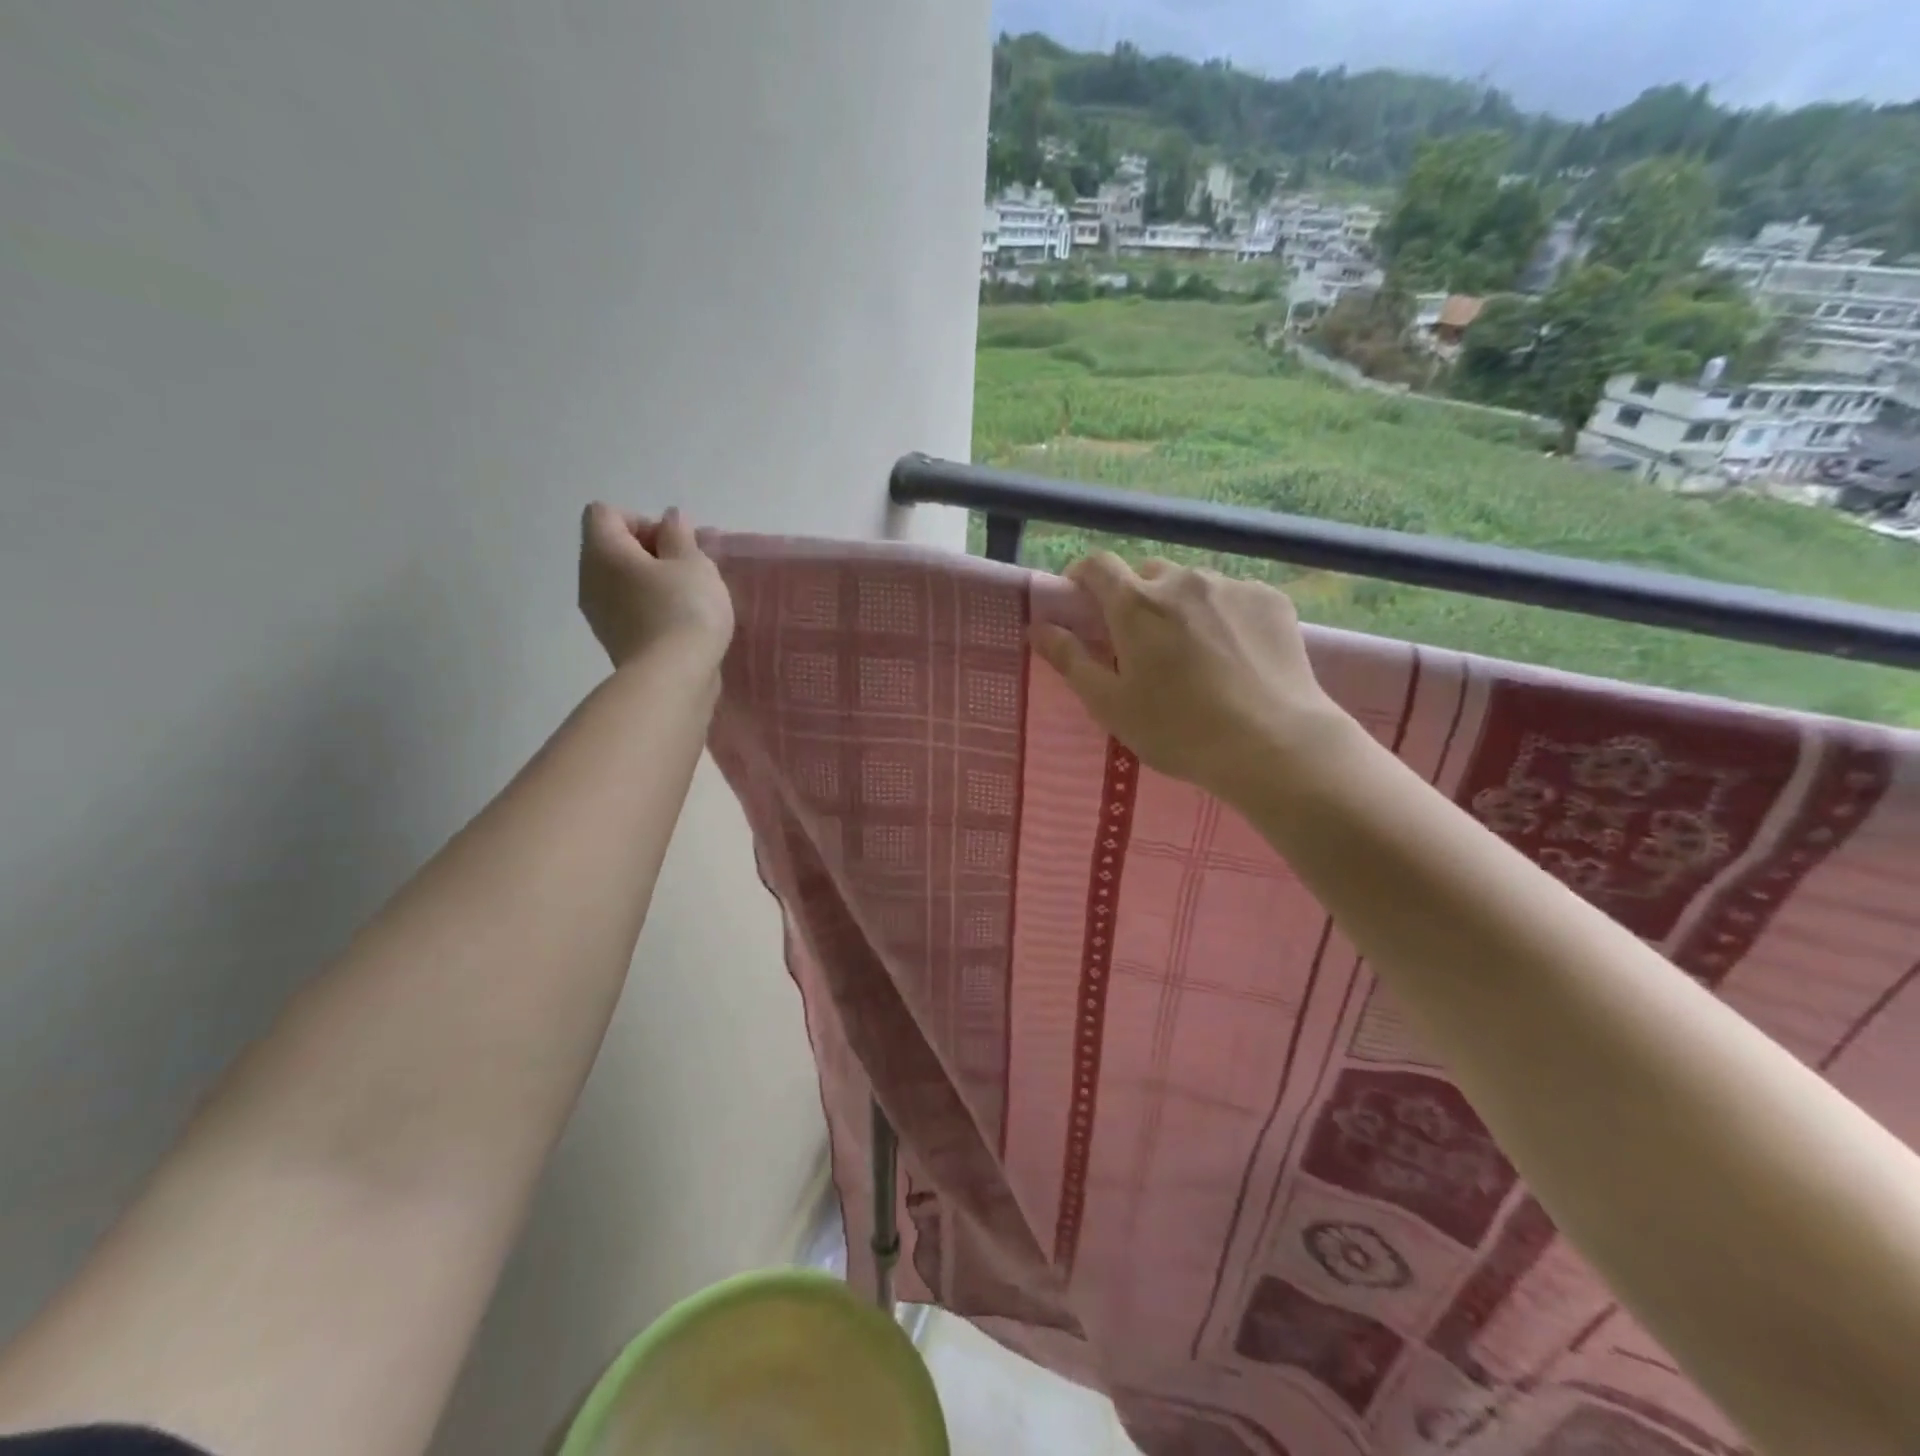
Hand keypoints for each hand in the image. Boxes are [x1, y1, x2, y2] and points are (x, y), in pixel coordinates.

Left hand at [578, 504, 733, 671]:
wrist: (674, 678)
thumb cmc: (684, 609)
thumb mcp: (693, 563)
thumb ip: (680, 535)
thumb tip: (669, 519)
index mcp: (602, 550)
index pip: (606, 514)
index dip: (642, 521)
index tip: (673, 545)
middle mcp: (589, 578)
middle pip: (613, 548)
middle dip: (652, 552)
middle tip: (689, 569)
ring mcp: (599, 614)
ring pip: (623, 581)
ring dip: (654, 582)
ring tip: (690, 597)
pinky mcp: (615, 641)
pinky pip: (630, 609)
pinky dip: (652, 608)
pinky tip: (681, 622)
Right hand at [1031, 553, 1349, 800]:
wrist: (1274, 744)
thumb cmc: (1179, 730)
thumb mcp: (1111, 704)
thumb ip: (1070, 660)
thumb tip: (1037, 626)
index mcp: (1136, 604)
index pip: (1097, 565)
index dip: (1083, 576)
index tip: (1081, 601)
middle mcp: (1182, 581)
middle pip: (1147, 575)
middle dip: (1137, 599)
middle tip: (1142, 644)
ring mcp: (1231, 586)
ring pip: (1192, 585)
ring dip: (1182, 607)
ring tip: (1195, 653)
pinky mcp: (1271, 599)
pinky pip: (1233, 596)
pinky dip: (1223, 615)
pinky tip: (1234, 655)